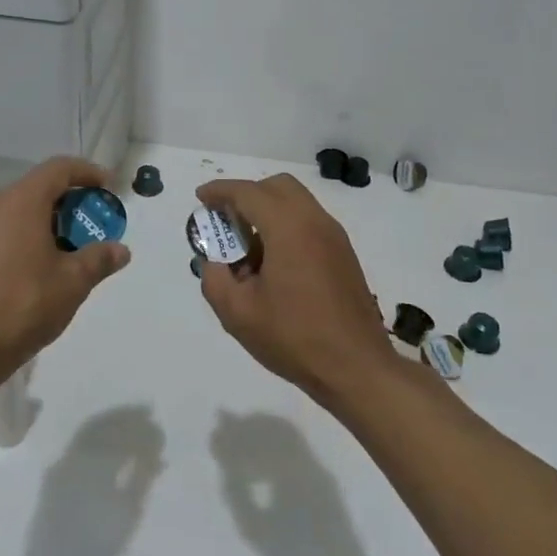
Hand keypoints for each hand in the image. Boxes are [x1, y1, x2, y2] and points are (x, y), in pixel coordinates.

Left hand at [0, 156, 130, 387]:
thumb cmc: (24, 305)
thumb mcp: (72, 282)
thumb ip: (99, 259)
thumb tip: (120, 250)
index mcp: (20, 201)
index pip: (58, 169)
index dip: (87, 173)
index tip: (108, 188)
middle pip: (38, 188)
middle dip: (70, 202)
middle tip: (94, 225)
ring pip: (19, 209)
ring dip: (48, 220)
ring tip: (70, 249)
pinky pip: (2, 228)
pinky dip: (26, 234)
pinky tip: (39, 265)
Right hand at [195, 175, 393, 402]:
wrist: (357, 368)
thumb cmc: (294, 337)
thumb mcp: (237, 313)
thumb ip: (214, 278)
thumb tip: (214, 262)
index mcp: (288, 228)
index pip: (248, 193)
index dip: (220, 191)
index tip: (200, 198)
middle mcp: (315, 221)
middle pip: (276, 187)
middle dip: (246, 195)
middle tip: (224, 219)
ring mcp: (334, 237)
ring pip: (296, 202)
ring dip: (267, 210)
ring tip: (246, 245)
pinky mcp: (343, 254)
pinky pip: (309, 222)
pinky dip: (285, 225)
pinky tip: (272, 262)